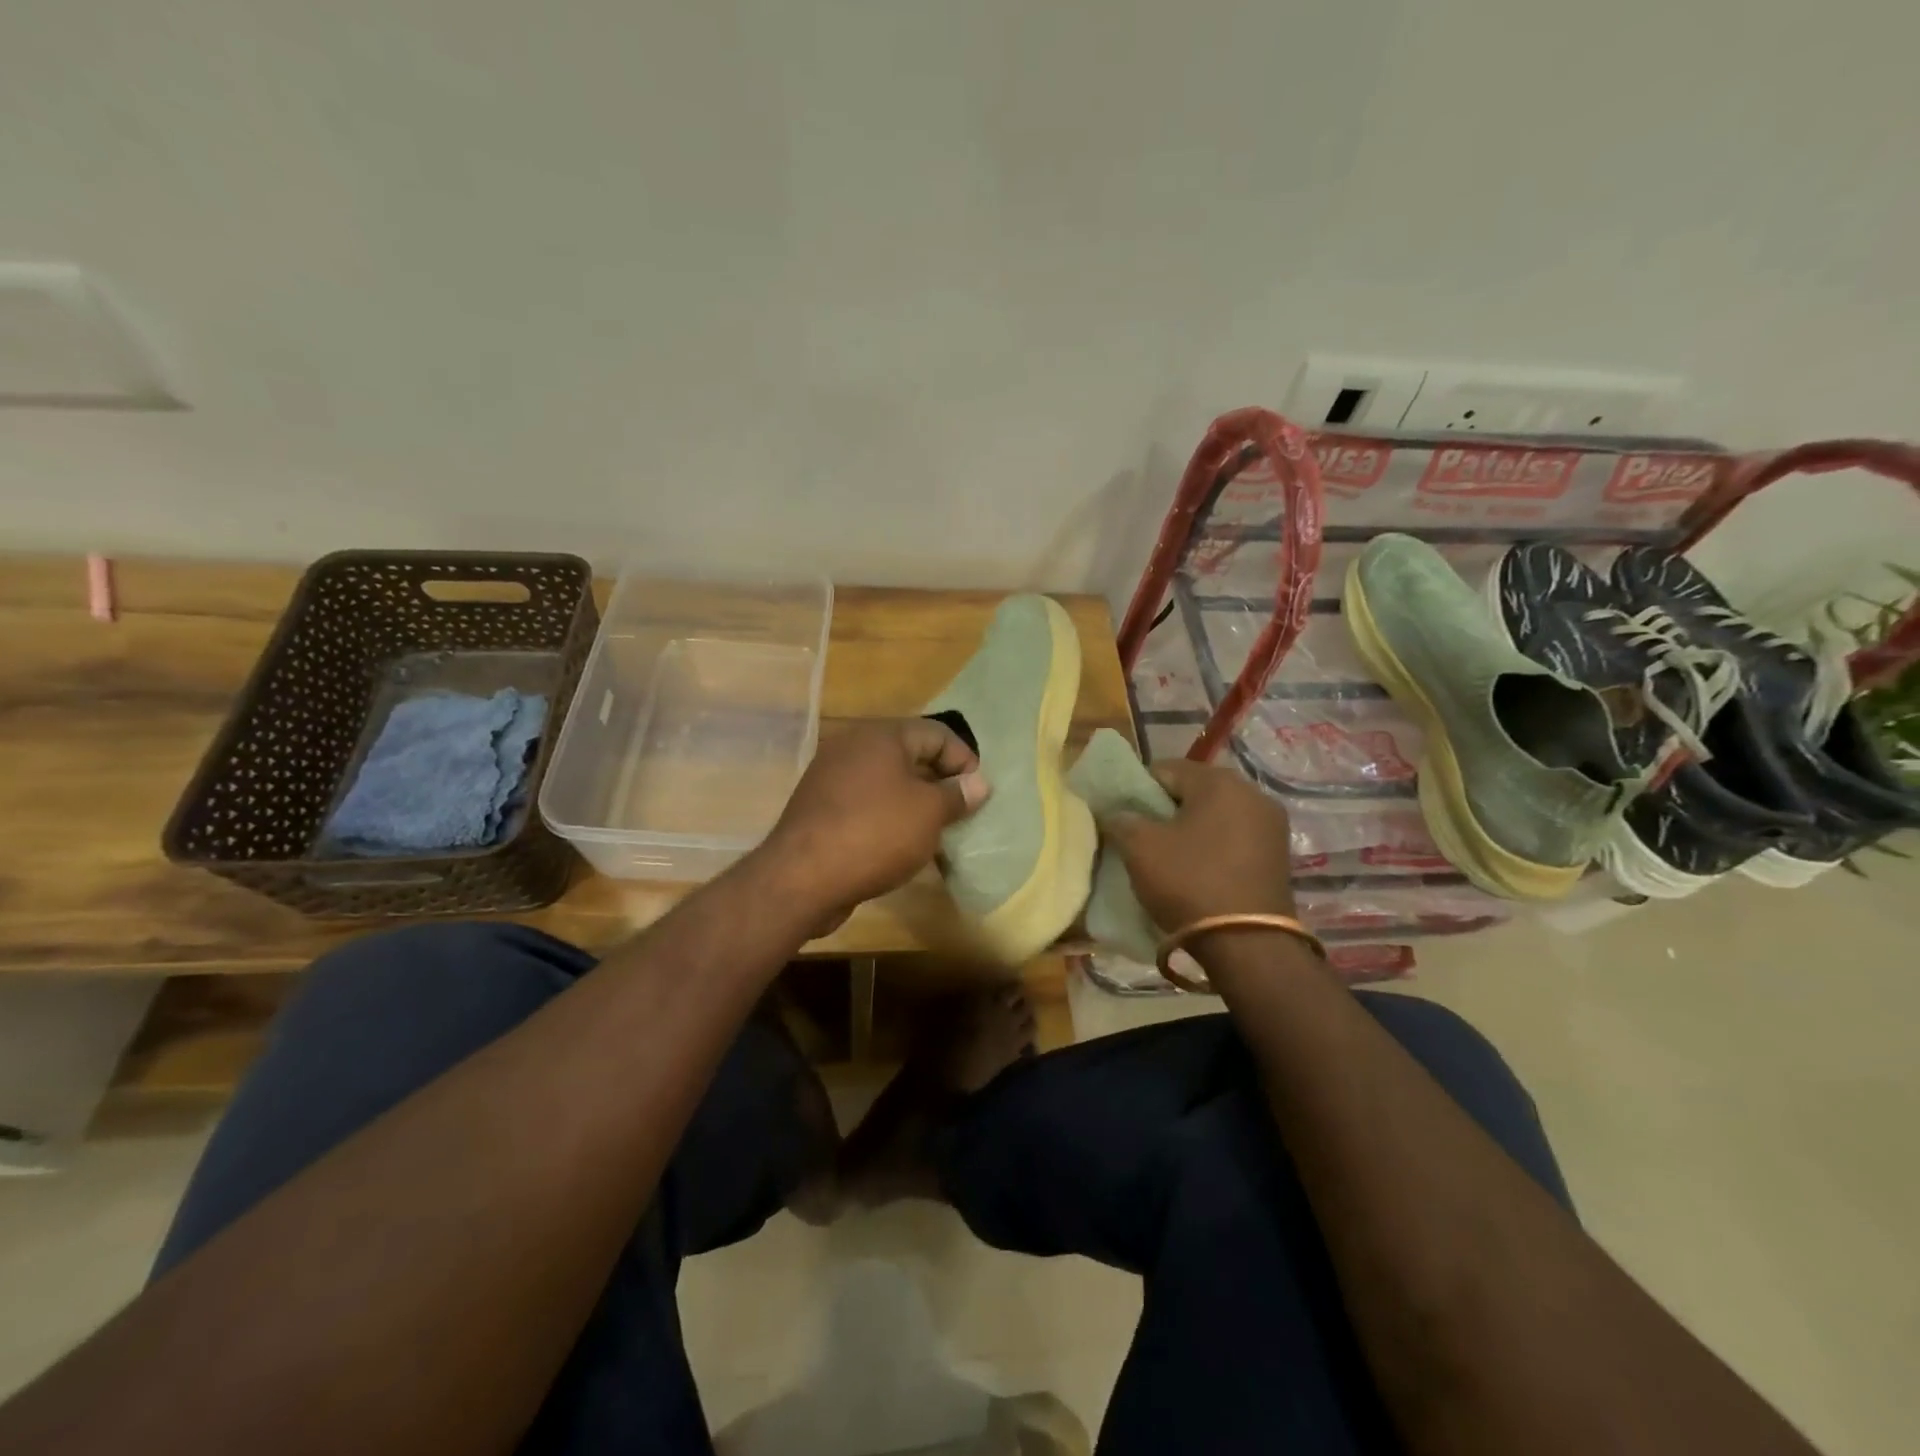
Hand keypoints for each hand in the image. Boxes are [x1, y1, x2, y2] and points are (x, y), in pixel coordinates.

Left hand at [756, 719, 989, 923]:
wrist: (801, 878)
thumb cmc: (875, 834)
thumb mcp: (928, 813)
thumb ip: (957, 794)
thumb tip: (979, 783)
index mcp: (880, 736)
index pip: (936, 733)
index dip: (964, 760)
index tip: (979, 793)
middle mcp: (852, 747)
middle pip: (910, 755)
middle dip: (940, 782)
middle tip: (961, 812)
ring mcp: (831, 777)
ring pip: (887, 782)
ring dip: (915, 802)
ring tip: (936, 832)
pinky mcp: (820, 808)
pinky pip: (865, 803)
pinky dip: (888, 817)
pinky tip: (901, 845)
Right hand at [1099, 760, 1294, 930]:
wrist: (1247, 945)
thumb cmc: (1189, 882)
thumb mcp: (1140, 848)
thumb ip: (1121, 820)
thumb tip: (1116, 814)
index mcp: (1219, 781)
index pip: (1164, 769)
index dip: (1137, 790)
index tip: (1123, 817)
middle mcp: (1253, 793)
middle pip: (1194, 790)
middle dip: (1166, 809)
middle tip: (1143, 838)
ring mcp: (1271, 825)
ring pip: (1216, 815)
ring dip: (1190, 829)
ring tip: (1169, 857)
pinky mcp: (1279, 855)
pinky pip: (1234, 839)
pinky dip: (1213, 847)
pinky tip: (1197, 871)